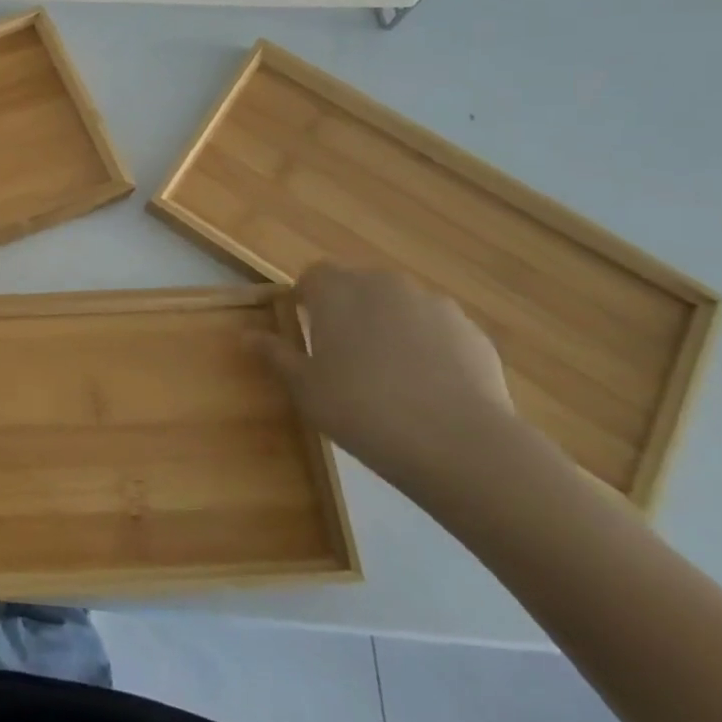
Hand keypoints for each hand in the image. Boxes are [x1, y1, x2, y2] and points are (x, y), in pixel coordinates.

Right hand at [253, 264, 521, 493]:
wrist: (460, 445)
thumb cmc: (362, 409)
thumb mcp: (305, 388)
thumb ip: (276, 355)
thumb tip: (248, 335)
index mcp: (337, 289)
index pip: (313, 276)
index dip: (307, 301)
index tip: (307, 334)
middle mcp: (384, 284)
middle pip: (359, 288)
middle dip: (350, 313)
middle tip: (345, 358)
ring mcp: (434, 305)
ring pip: (401, 309)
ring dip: (391, 329)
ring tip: (392, 378)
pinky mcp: (473, 333)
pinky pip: (438, 333)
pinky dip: (430, 350)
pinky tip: (430, 391)